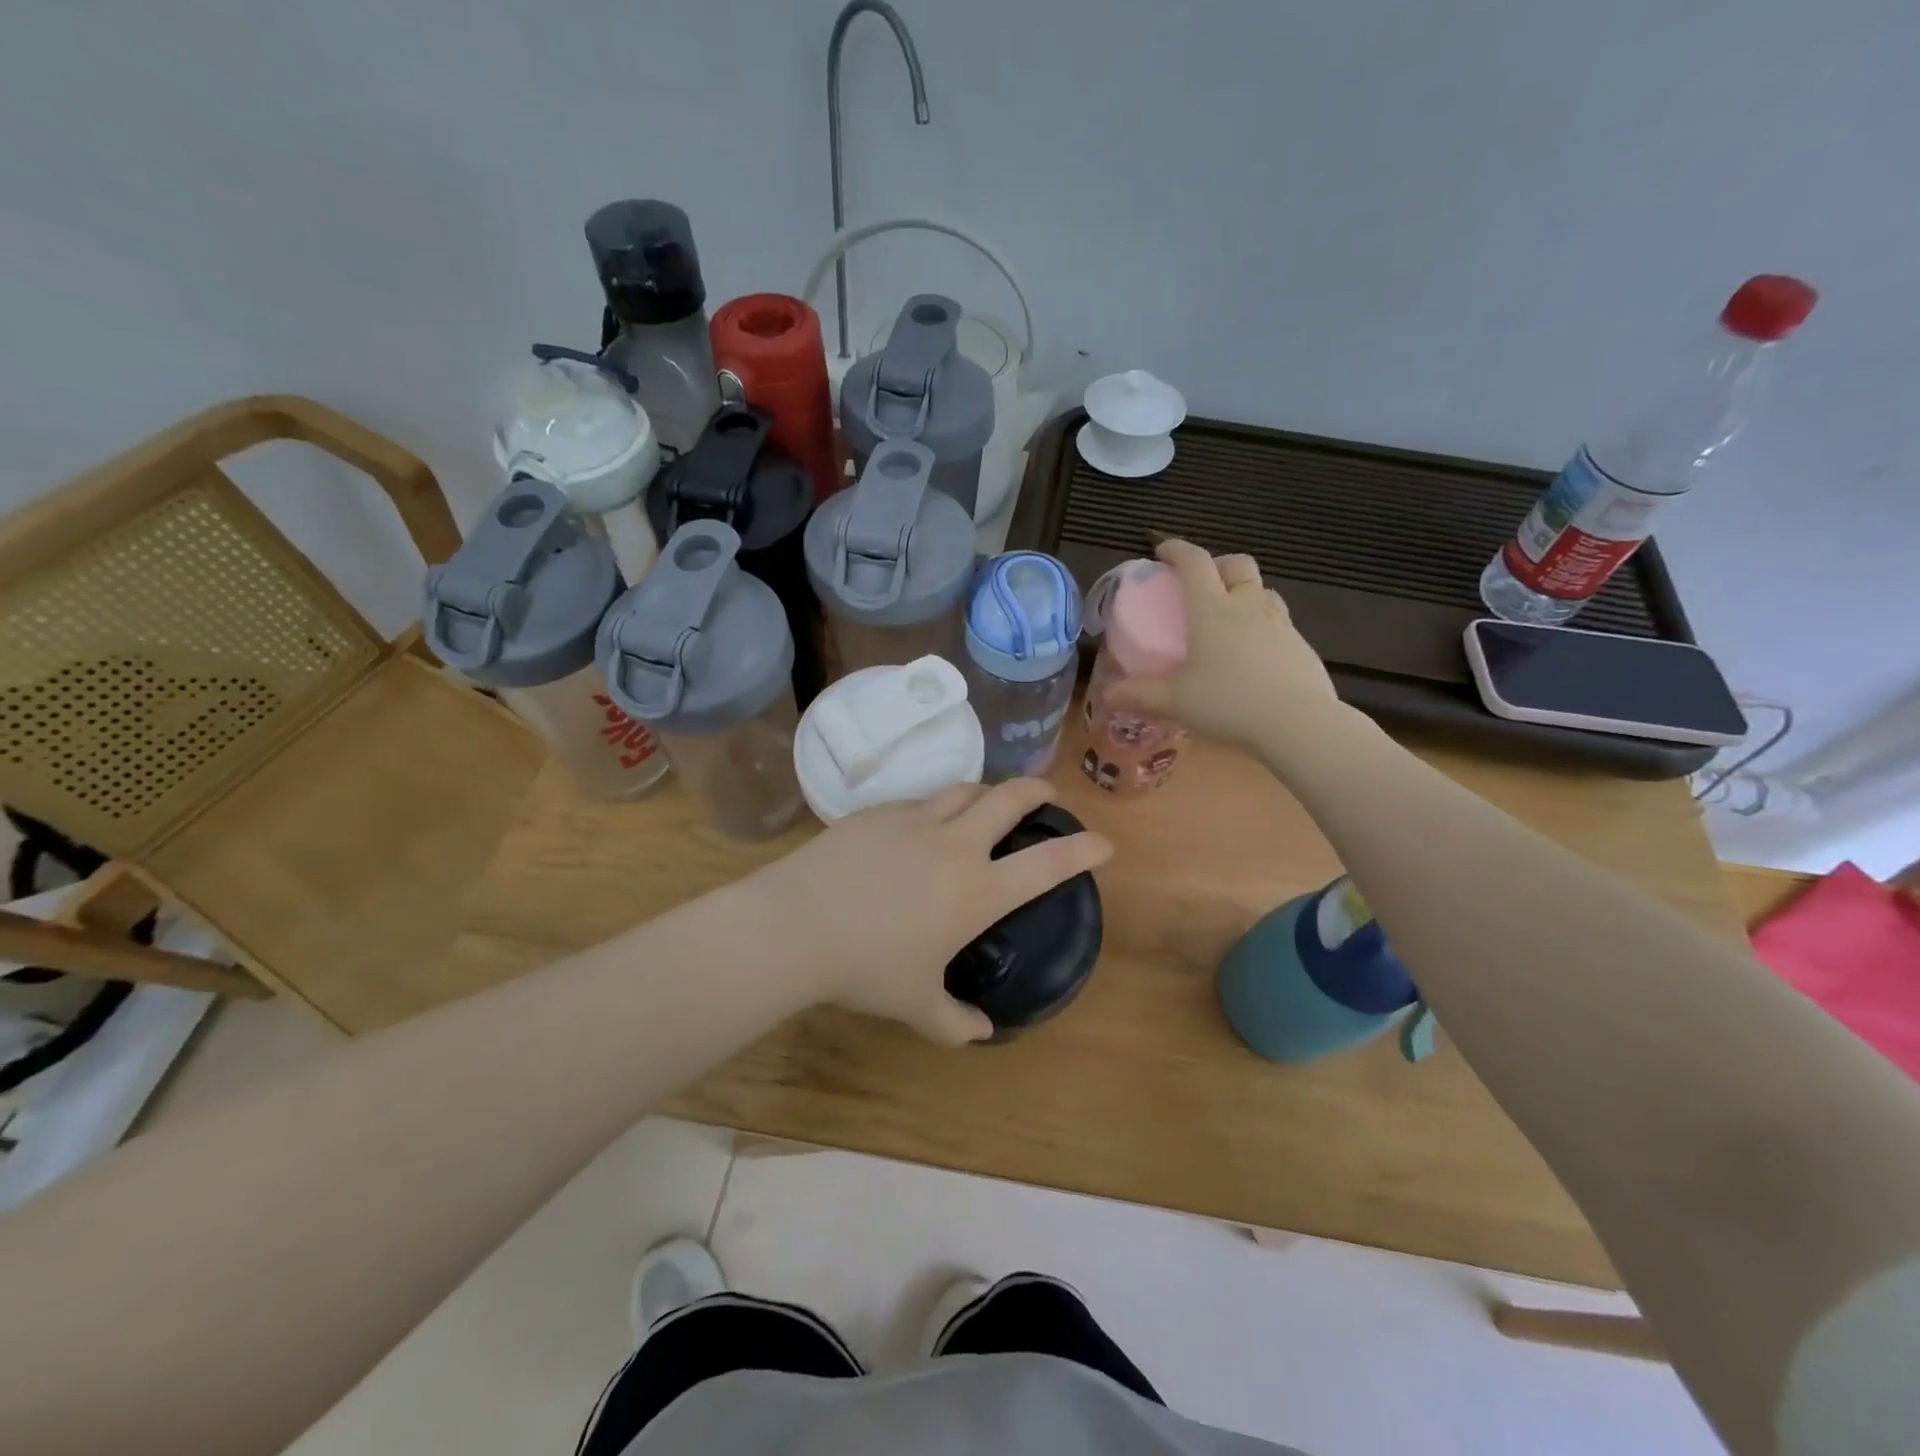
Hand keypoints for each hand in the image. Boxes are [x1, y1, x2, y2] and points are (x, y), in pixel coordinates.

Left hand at [748, 777, 1113, 1045]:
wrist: (795, 925)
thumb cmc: (865, 969)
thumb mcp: (915, 1006)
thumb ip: (954, 1023)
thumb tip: (980, 1033)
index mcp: (976, 890)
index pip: (1047, 864)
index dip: (1084, 850)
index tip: (1104, 843)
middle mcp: (955, 844)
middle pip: (1010, 797)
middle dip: (1038, 791)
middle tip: (1047, 796)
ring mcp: (915, 820)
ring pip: (964, 789)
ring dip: (985, 792)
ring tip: (986, 804)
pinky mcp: (877, 812)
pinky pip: (919, 801)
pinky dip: (935, 807)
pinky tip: (920, 827)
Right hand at [1105, 539, 1341, 753]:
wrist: (1297, 723)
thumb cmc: (1228, 703)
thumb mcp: (1174, 702)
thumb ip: (1139, 695)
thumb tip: (1108, 695)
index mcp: (1212, 610)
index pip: (1195, 563)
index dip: (1177, 550)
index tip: (1163, 551)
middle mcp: (1248, 606)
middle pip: (1236, 564)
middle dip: (1217, 564)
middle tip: (1202, 584)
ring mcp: (1280, 623)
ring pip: (1262, 591)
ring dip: (1244, 593)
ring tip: (1229, 619)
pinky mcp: (1301, 645)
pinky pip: (1279, 622)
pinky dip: (1262, 625)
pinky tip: (1254, 655)